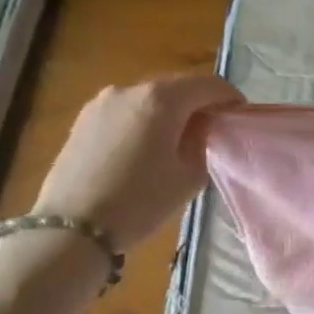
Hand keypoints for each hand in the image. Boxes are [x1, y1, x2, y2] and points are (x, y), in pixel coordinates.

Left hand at [32, 74, 241, 251]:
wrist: (72, 228)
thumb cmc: (140, 202)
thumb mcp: (190, 176)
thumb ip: (203, 143)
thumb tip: (203, 130)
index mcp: (162, 99)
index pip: (209, 85)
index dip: (231, 98)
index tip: (240, 117)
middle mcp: (130, 89)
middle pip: (178, 87)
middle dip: (200, 104)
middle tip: (214, 130)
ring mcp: (102, 102)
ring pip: (150, 98)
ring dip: (171, 112)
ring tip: (181, 141)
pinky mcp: (84, 119)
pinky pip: (127, 111)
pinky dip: (146, 120)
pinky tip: (149, 148)